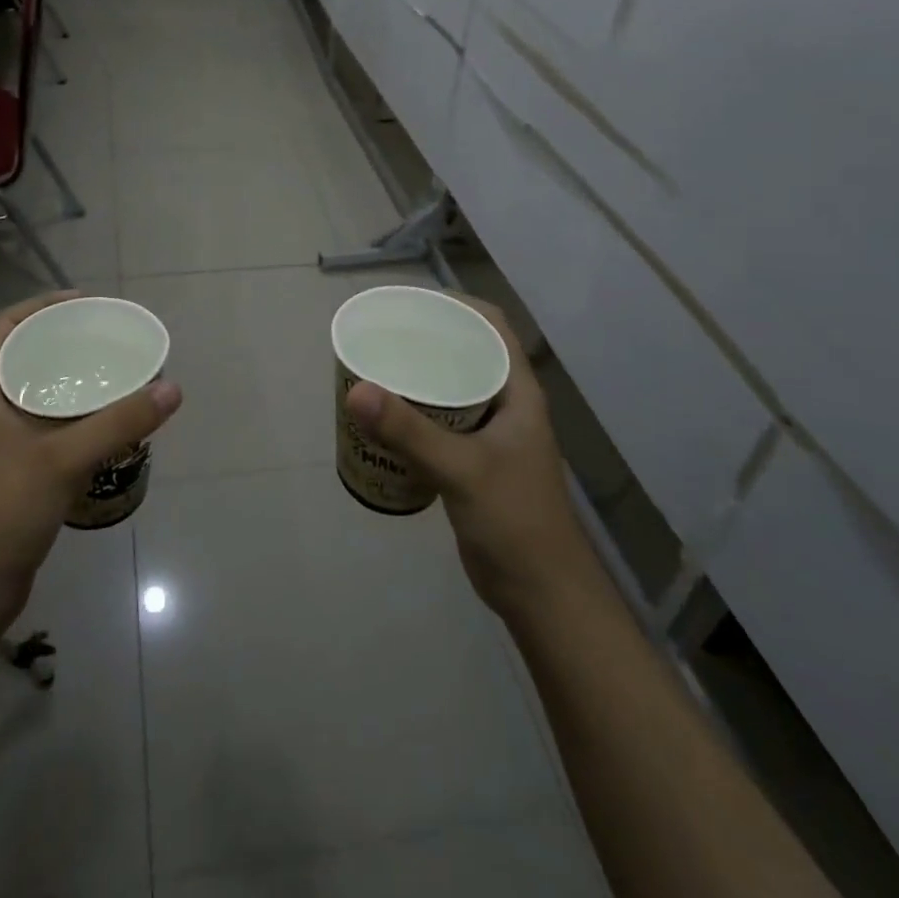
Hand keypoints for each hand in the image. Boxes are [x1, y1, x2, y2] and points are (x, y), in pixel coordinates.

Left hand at [0, 292, 182, 625]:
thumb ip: (119, 422)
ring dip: (68, 379)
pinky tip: (101, 424)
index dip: (40, 305)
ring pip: (34, 392)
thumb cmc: (3, 509)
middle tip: (106, 337)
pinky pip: (43, 425)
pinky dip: (70, 415)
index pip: (5, 326)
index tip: (85, 303)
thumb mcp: (64, 459)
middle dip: (62, 340)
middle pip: (23, 356)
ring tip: (111, 373)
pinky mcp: (9, 471)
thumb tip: (171, 388)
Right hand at [344, 295, 584, 624]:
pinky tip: (384, 418)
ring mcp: (491, 436)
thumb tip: (356, 391)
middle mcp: (506, 405)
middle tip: (381, 334)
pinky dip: (414, 412)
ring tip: (375, 367)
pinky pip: (441, 422)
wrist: (542, 595)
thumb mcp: (462, 470)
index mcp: (517, 392)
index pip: (491, 325)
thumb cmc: (515, 522)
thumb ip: (410, 431)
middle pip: (466, 352)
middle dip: (426, 338)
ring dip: (418, 376)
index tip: (410, 302)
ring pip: (451, 388)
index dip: (455, 304)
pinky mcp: (474, 463)